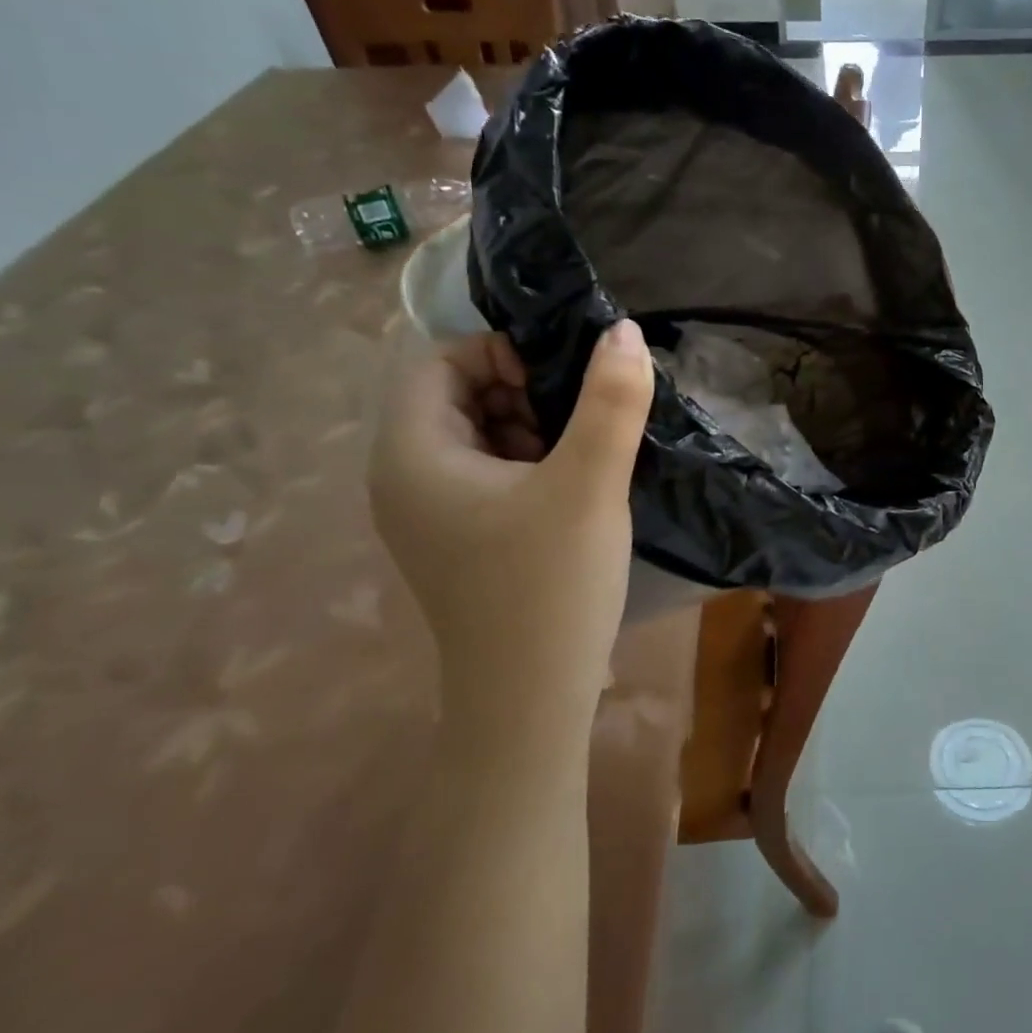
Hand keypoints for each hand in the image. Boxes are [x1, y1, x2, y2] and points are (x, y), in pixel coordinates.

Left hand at [368, 324, 653, 757]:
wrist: (531, 701)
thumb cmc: (549, 586)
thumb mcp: (588, 483)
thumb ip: (610, 401)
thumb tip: (625, 331)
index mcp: (412, 454)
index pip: (440, 362)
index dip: (502, 352)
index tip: (565, 378)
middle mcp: (406, 477)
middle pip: (460, 396)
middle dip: (525, 390)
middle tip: (586, 414)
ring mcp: (432, 513)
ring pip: (482, 435)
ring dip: (536, 425)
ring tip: (589, 448)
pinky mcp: (462, 539)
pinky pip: (492, 473)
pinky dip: (533, 461)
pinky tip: (577, 483)